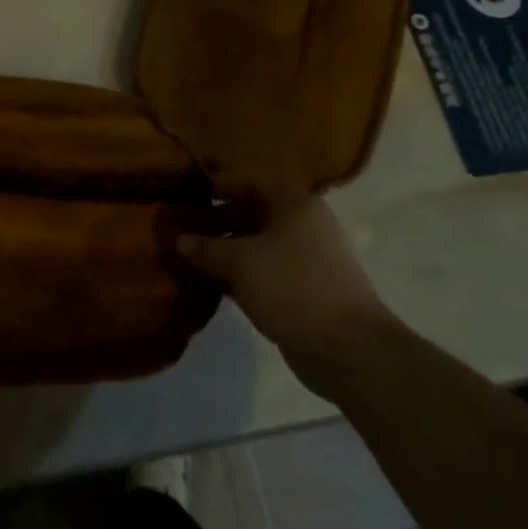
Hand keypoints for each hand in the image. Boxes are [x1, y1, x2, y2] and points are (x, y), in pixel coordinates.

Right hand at [176, 188, 399, 392]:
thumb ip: (206, 247)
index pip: (250, 180)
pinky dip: (243, 273)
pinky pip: (267, 270)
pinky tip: (217, 284)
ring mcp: (308, 258)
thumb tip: (180, 239)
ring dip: (229, 249)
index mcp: (294, 204)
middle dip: (219, 219)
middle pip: (254, 211)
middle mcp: (304, 224)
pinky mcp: (307, 289)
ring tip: (194, 258)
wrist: (347, 348)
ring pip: (259, 244)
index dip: (219, 184)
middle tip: (186, 229)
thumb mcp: (239, 262)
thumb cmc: (291, 287)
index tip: (189, 192)